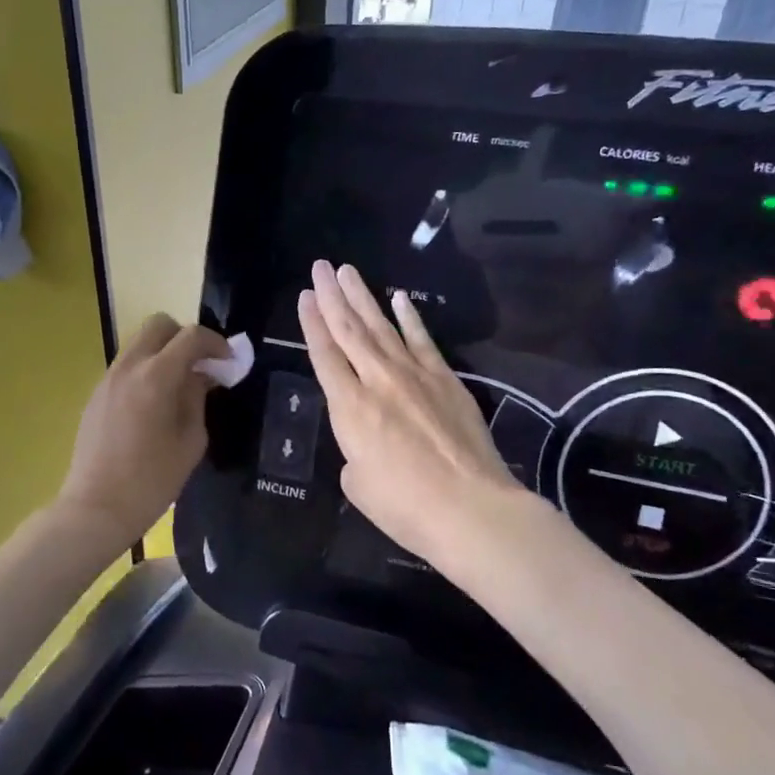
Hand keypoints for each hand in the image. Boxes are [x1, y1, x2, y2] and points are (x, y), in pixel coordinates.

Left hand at [55, 314, 229, 549]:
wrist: (96, 508)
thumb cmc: (152, 481)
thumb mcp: (190, 441)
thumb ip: (197, 398)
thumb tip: (200, 376)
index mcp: (156, 377)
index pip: (191, 337)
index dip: (216, 344)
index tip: (229, 363)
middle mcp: (129, 367)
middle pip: (159, 325)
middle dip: (185, 337)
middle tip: (201, 365)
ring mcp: (108, 378)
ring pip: (140, 343)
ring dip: (164, 352)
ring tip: (180, 384)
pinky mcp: (96, 394)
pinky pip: (127, 366)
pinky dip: (146, 369)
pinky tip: (155, 403)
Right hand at [299, 261, 522, 577]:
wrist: (470, 507)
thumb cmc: (404, 506)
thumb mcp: (358, 483)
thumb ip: (354, 450)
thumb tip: (367, 438)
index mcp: (350, 407)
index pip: (324, 355)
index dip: (311, 323)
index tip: (305, 295)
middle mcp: (378, 380)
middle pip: (349, 330)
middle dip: (332, 296)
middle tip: (320, 267)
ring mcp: (416, 375)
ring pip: (383, 327)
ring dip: (363, 297)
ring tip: (348, 271)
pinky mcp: (446, 380)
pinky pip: (423, 340)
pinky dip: (410, 317)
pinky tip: (400, 298)